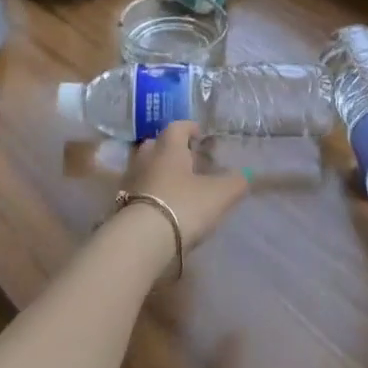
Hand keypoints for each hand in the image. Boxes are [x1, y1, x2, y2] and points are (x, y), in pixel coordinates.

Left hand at [117, 121, 248, 251]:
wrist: (141, 240)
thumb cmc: (183, 206)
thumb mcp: (220, 195)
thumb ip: (236, 182)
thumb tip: (246, 174)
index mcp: (168, 148)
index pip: (177, 127)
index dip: (189, 128)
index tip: (199, 134)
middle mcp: (146, 159)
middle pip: (156, 145)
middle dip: (171, 149)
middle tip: (188, 159)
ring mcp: (130, 182)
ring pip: (145, 168)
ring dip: (159, 172)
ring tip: (177, 185)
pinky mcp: (122, 205)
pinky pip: (139, 191)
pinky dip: (151, 193)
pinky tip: (163, 206)